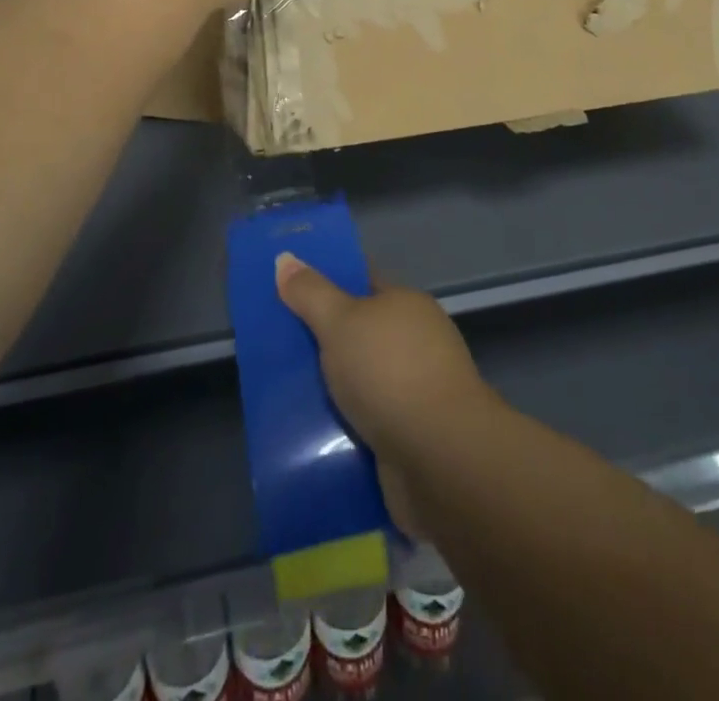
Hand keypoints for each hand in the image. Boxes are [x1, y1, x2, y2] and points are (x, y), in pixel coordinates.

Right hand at [275, 254, 496, 535]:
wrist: (442, 459)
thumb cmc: (389, 372)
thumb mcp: (340, 321)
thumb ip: (310, 292)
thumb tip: (285, 258)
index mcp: (406, 305)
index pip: (363, 282)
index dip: (328, 281)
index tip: (289, 288)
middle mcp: (416, 342)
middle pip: (360, 333)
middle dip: (323, 340)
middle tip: (276, 343)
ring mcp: (417, 391)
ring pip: (362, 380)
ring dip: (332, 388)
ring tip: (284, 392)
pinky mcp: (413, 436)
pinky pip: (368, 421)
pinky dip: (344, 425)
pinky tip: (312, 432)